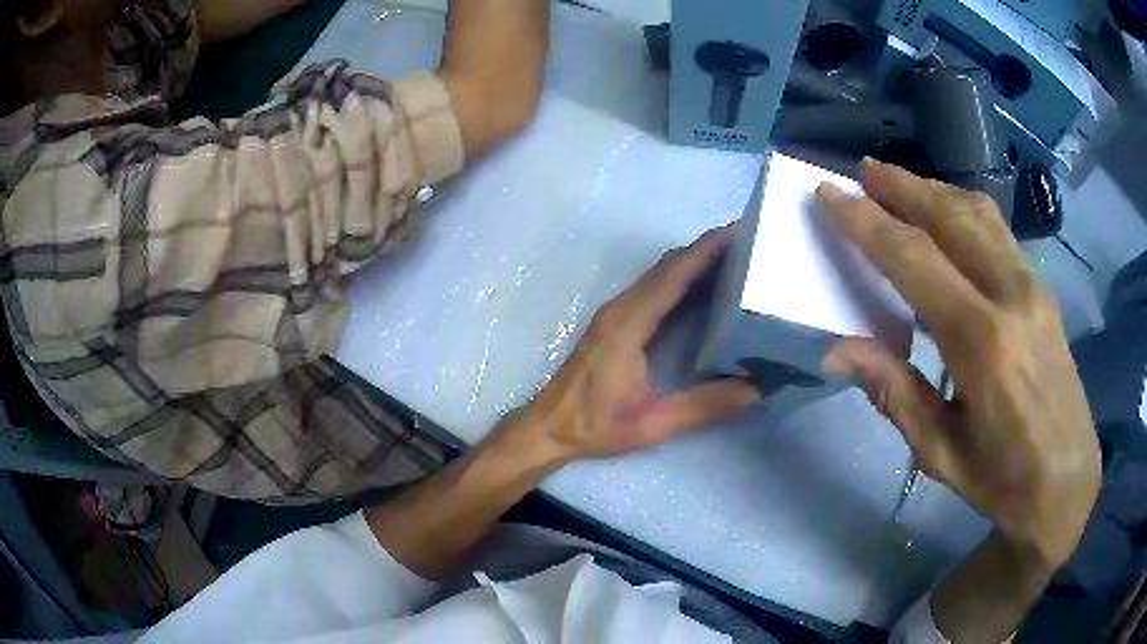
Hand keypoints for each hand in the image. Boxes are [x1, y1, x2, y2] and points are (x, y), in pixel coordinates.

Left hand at [510, 225, 760, 464]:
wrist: (550, 426)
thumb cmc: (596, 426)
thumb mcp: (653, 423)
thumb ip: (704, 406)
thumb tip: (755, 388)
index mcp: (628, 325)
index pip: (673, 275)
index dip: (706, 250)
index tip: (738, 232)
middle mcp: (621, 308)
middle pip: (668, 265)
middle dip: (706, 248)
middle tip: (747, 243)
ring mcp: (615, 312)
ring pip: (659, 273)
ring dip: (693, 260)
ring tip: (734, 259)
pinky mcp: (615, 320)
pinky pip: (652, 286)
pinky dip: (680, 276)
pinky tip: (703, 286)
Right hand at [816, 159, 1099, 566]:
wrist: (1066, 481)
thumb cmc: (1001, 479)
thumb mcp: (940, 452)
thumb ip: (894, 393)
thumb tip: (837, 351)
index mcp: (981, 341)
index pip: (915, 259)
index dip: (867, 222)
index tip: (830, 194)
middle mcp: (1010, 295)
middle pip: (950, 217)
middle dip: (901, 187)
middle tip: (862, 170)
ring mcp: (1032, 286)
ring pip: (978, 213)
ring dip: (934, 190)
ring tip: (900, 183)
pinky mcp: (1043, 290)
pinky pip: (998, 231)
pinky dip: (964, 210)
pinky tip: (948, 216)